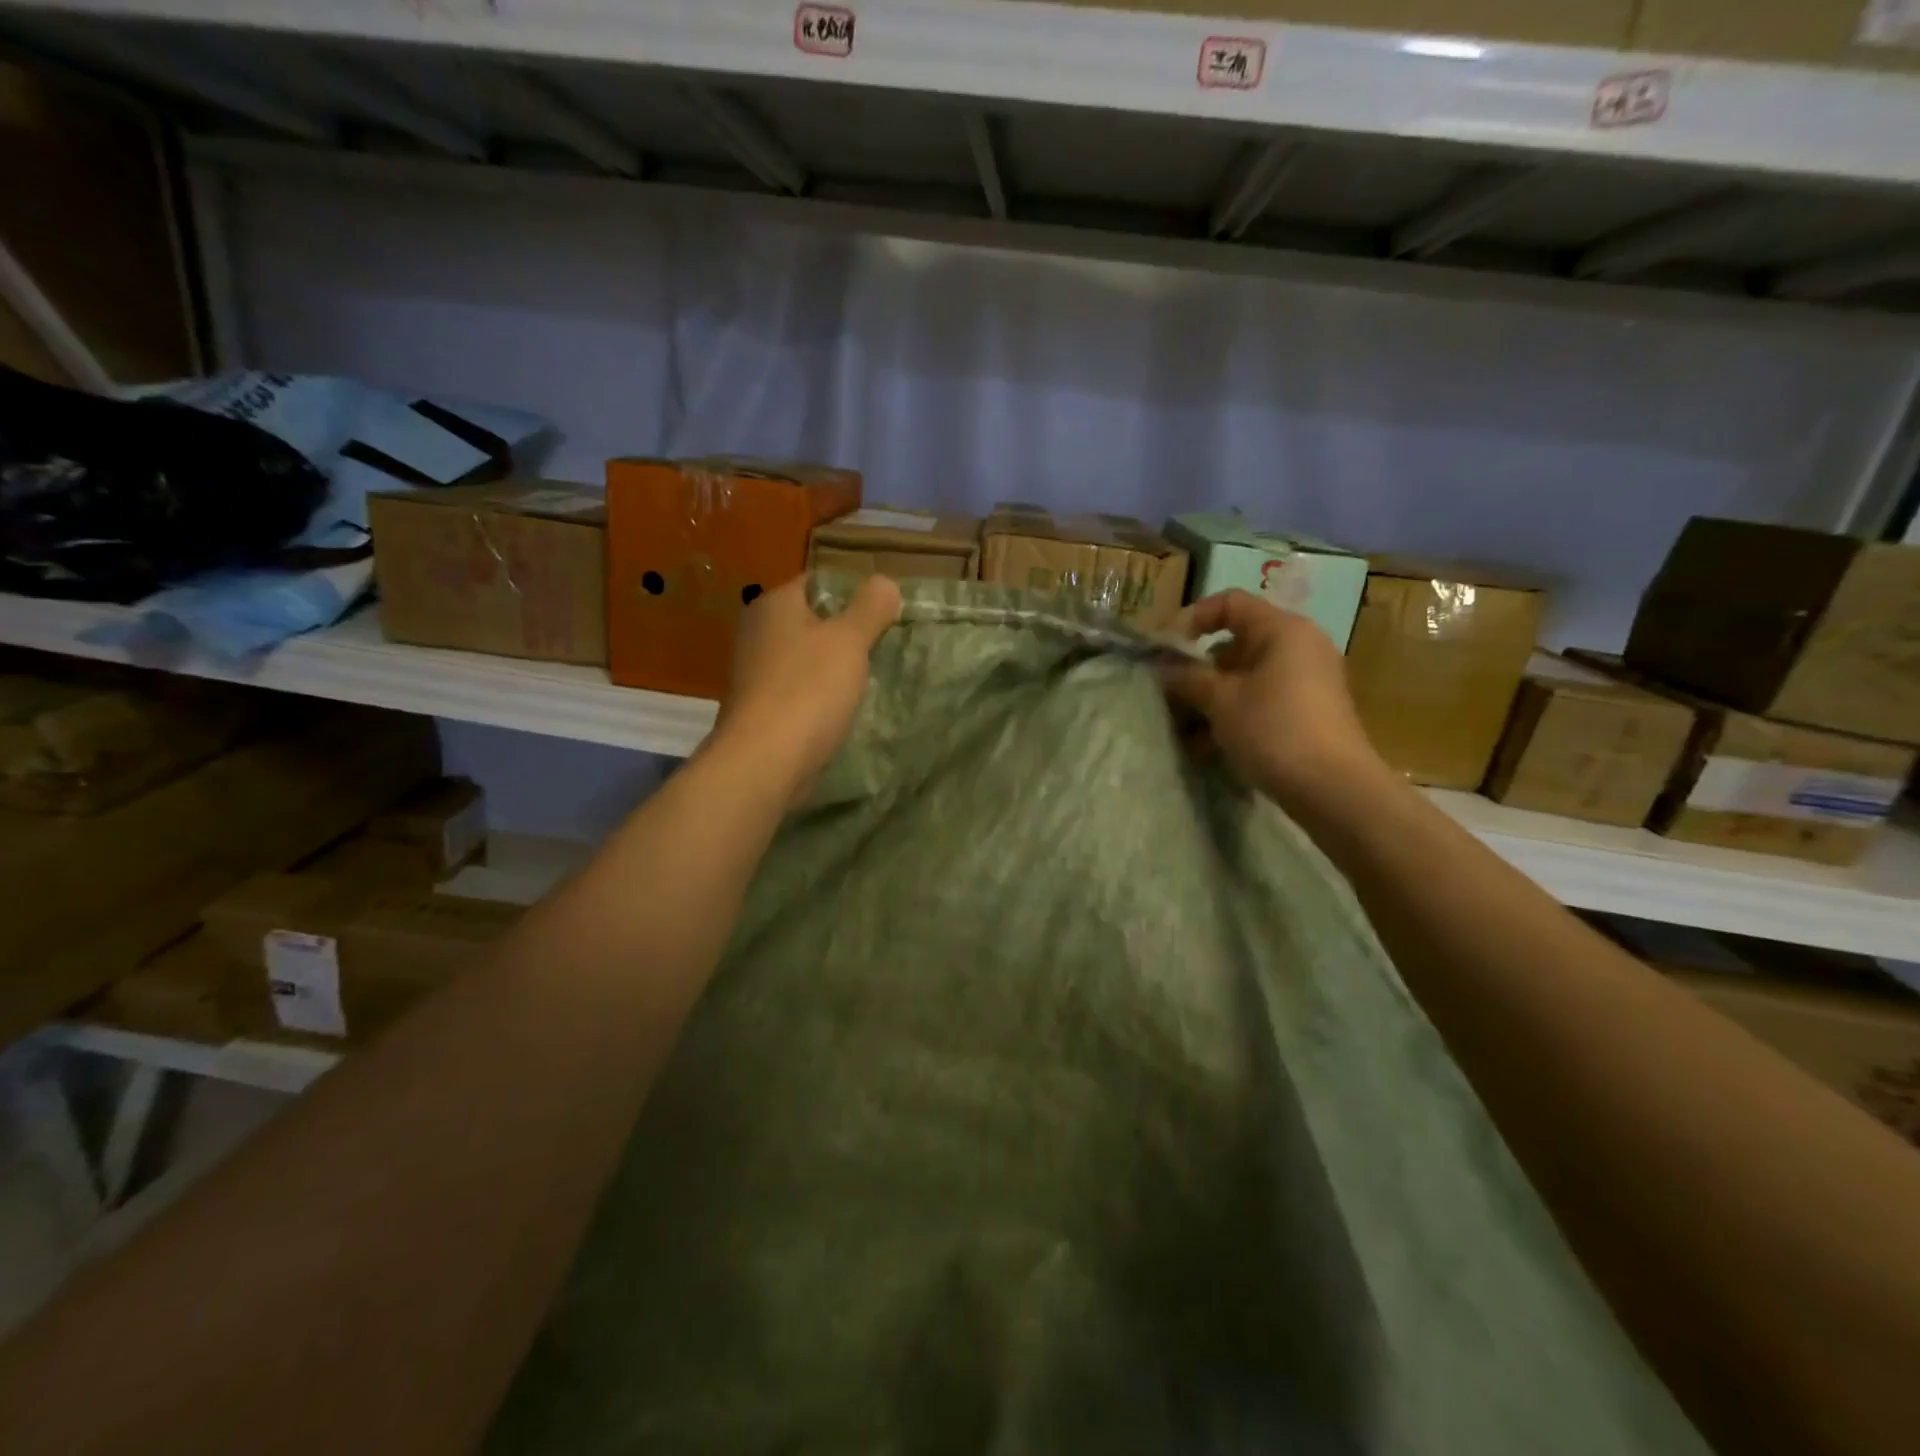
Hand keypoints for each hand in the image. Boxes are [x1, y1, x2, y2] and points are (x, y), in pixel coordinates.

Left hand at [713, 573, 901, 801]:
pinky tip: (842, 710)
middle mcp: (757, 631)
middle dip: (847, 634)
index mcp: (774, 604)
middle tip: (885, 648)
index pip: (820, 583)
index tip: (887, 615)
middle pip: (813, 622)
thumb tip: (884, 583)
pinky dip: (819, 696)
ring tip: (870, 680)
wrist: (764, 761)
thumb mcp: (849, 640)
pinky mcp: (758, 708)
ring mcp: (754, 672)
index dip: (855, 593)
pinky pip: (798, 690)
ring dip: (835, 668)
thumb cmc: (808, 690)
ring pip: (807, 659)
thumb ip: (870, 608)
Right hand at [1159, 590, 1389, 810]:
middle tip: (1168, 692)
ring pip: (1245, 676)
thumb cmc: (1274, 731)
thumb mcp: (1221, 702)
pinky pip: (1260, 699)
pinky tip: (1207, 746)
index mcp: (1283, 630)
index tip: (1163, 650)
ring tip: (1183, 726)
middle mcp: (1299, 646)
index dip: (1190, 619)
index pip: (1229, 603)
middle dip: (1197, 667)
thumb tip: (1163, 665)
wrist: (1334, 790)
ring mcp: (1307, 681)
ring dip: (1210, 696)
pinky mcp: (1308, 712)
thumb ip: (1188, 677)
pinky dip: (1233, 714)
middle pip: (1235, 642)